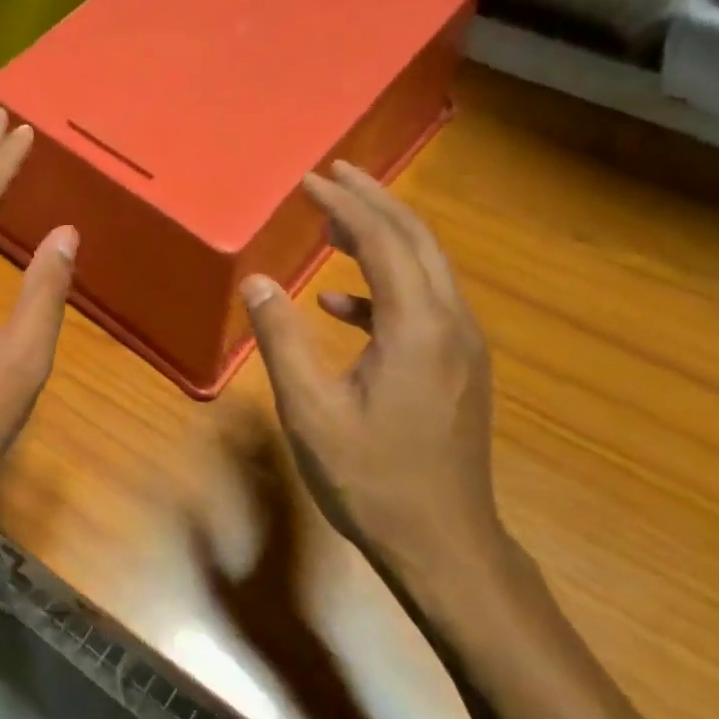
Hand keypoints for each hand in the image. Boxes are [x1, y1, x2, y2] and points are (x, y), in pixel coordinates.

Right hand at [239, 161, 508, 599]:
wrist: (444, 544)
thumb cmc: (371, 478)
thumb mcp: (310, 409)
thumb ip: (281, 339)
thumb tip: (256, 282)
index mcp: (416, 326)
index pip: (382, 240)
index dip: (345, 204)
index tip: (310, 181)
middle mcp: (450, 323)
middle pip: (416, 240)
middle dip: (374, 201)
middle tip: (334, 175)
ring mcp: (462, 346)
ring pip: (426, 268)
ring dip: (382, 237)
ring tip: (334, 223)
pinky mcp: (459, 367)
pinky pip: (423, 305)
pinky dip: (383, 288)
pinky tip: (341, 303)